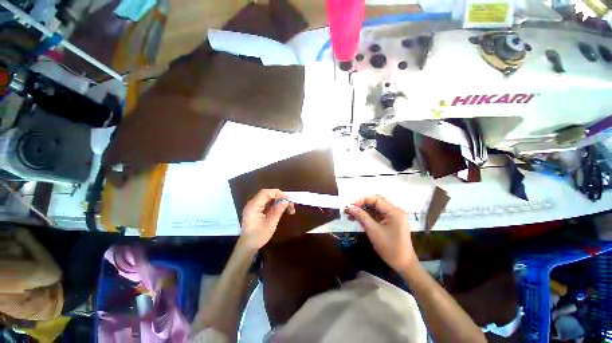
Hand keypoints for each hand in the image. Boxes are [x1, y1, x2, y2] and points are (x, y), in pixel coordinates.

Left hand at [238, 189, 294, 251]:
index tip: (288, 200)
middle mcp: (253, 203)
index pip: (266, 193)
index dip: (278, 194)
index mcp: (253, 206)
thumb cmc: (258, 236)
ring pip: (269, 198)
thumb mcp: (270, 224)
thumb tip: (286, 200)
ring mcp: (254, 206)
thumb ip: (278, 210)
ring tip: (289, 208)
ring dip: (279, 201)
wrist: (247, 246)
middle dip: (280, 197)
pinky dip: (275, 204)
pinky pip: (267, 203)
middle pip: (268, 194)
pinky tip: (282, 210)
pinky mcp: (257, 210)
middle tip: (289, 203)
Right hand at [345, 195, 416, 271]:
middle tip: (348, 210)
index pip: (376, 199)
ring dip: (362, 212)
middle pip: (375, 203)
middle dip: (361, 206)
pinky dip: (367, 217)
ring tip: (349, 215)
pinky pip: (376, 216)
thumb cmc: (390, 248)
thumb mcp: (373, 231)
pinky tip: (357, 219)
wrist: (403, 265)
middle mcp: (394, 211)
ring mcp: (392, 217)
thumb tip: (349, 207)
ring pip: (374, 210)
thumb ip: (361, 216)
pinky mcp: (389, 223)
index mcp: (394, 211)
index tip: (350, 205)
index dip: (362, 200)